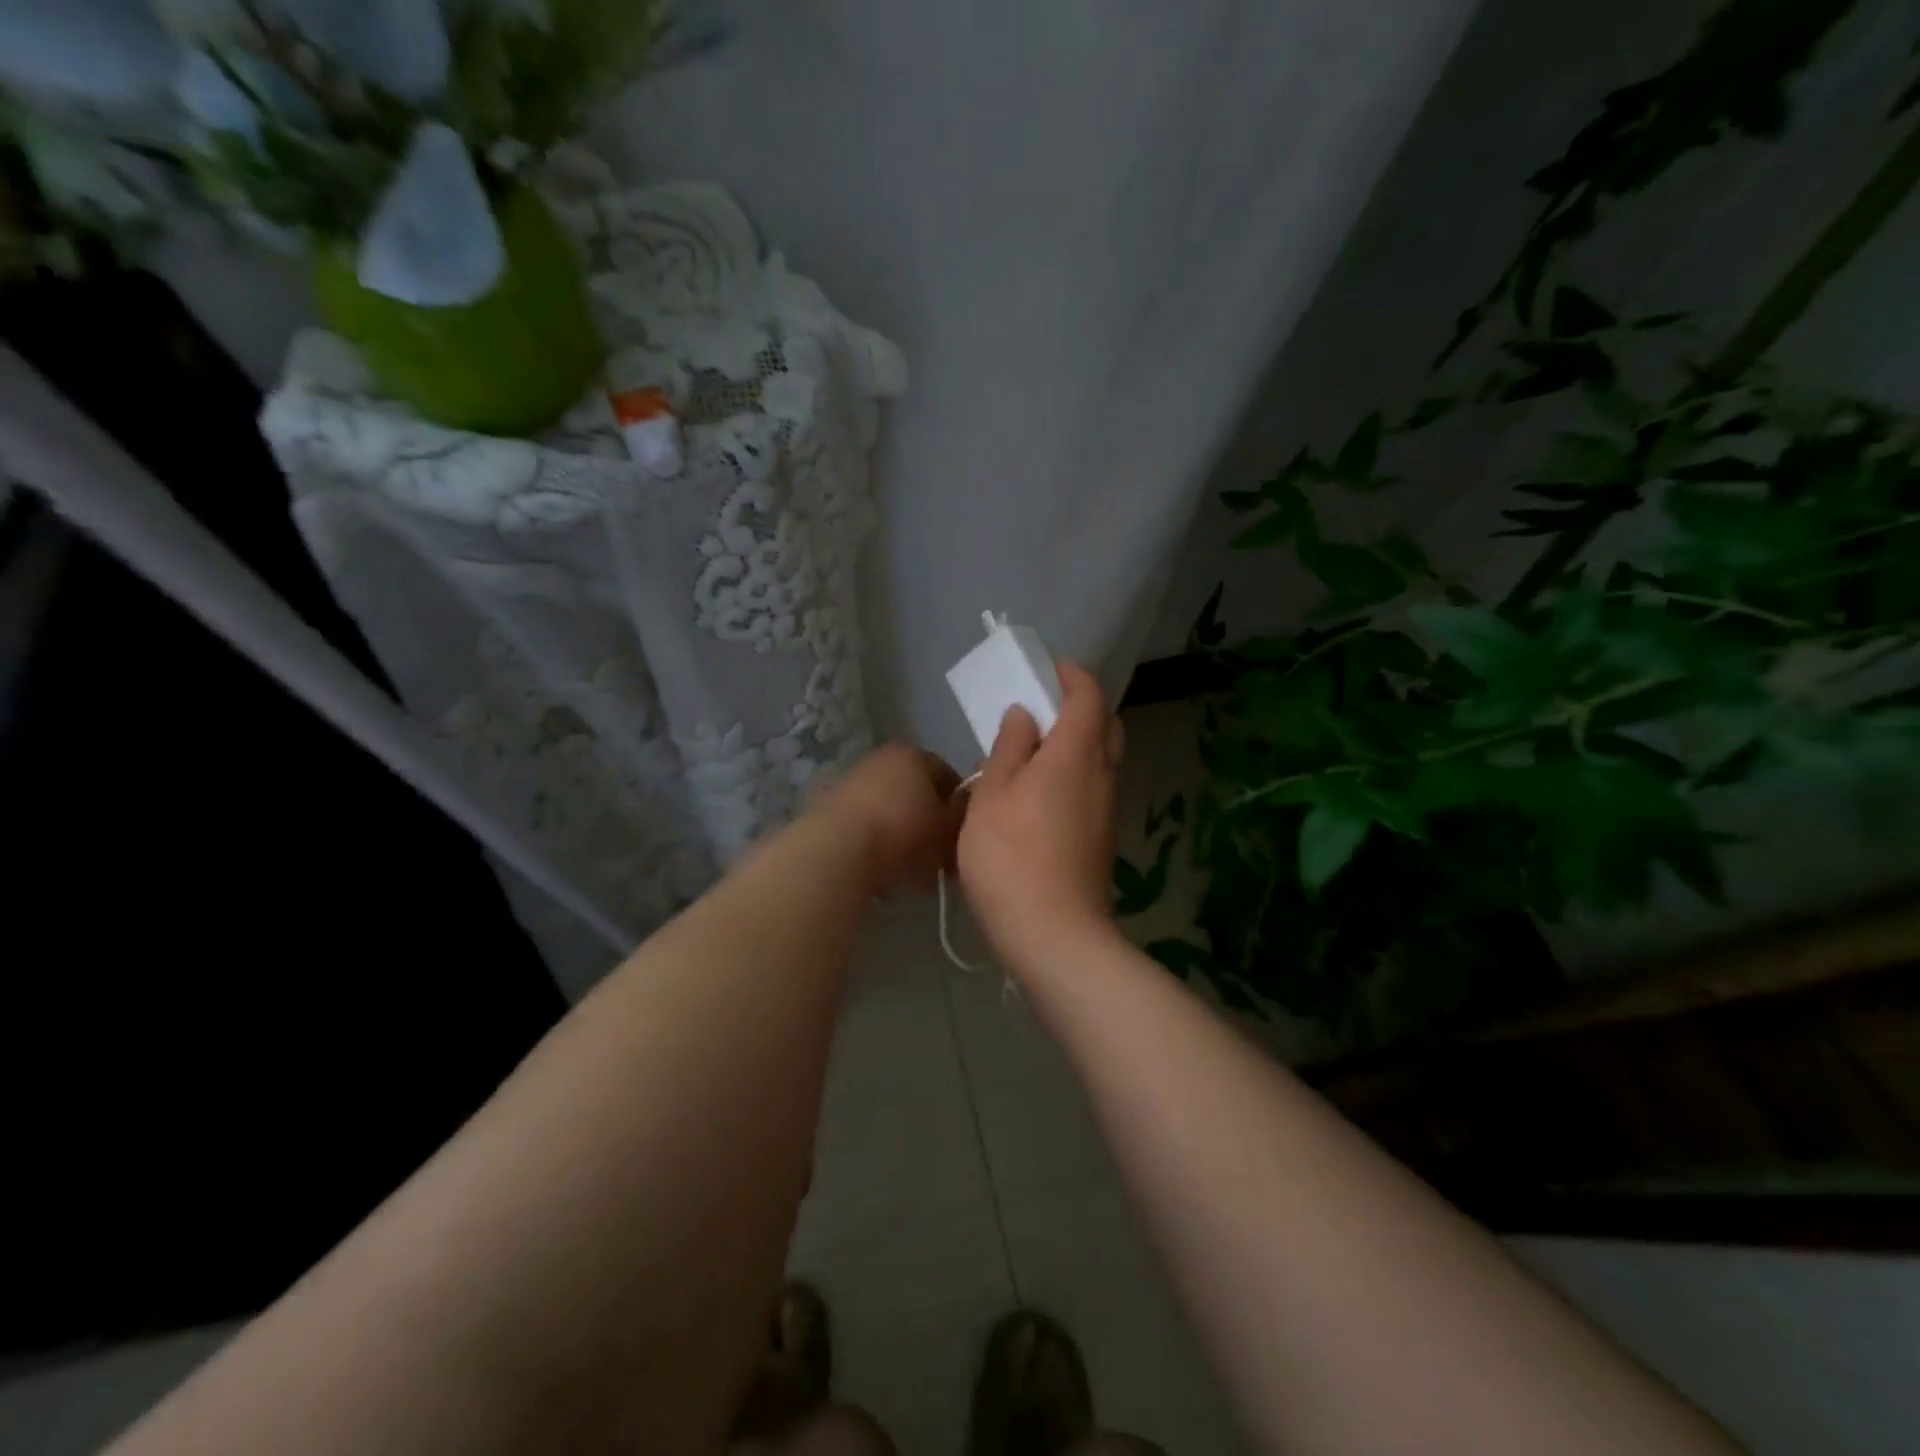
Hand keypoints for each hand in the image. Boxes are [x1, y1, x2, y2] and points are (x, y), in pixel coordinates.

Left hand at [819, 743, 964, 895]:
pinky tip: (883, 866)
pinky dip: (876, 839)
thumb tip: (968, 811)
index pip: (949, 775)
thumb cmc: (905, 834)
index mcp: (915, 754)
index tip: (963, 835)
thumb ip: (965, 816)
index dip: (959, 806)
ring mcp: (852, 780)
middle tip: (940, 852)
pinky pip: (865, 822)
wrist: (838, 853)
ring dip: (901, 829)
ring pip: (890, 806)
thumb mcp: (949, 828)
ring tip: (912, 865)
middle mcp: (882, 758)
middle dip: (929, 818)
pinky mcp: (829, 807)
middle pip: (916, 789)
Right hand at [958, 661, 1124, 969]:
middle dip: (1080, 705)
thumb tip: (1024, 714)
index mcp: (1076, 753)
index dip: (1071, 674)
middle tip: (1040, 707)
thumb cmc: (1011, 856)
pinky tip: (1040, 792)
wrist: (1054, 934)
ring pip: (1102, 757)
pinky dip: (1075, 771)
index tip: (1046, 668)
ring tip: (1032, 749)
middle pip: (1105, 724)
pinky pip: (1094, 785)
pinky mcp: (1102, 837)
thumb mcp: (993, 794)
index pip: (1089, 695)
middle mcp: (1102, 774)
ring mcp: (1107, 808)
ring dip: (1076, 740)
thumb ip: (1009, 747)